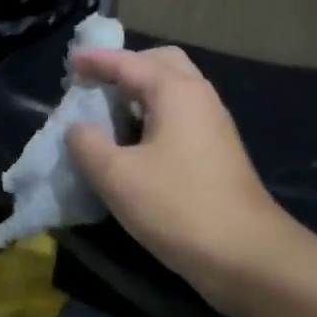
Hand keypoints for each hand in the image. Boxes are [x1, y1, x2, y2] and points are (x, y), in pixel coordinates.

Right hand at [65, 46, 306, 316]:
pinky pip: (178, 115)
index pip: (128, 62)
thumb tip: (78, 128)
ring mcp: (213, 125)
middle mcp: (199, 98)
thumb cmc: (178, 206)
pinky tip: (132, 142)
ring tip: (107, 111)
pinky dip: (152, 115)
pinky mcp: (217, 152)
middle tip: (95, 83)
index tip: (69, 62)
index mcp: (176, 92)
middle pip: (160, 64)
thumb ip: (87, 143)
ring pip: (173, 91)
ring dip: (139, 93)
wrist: (247, 256)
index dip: (95, 61)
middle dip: (125, 67)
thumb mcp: (116, 175)